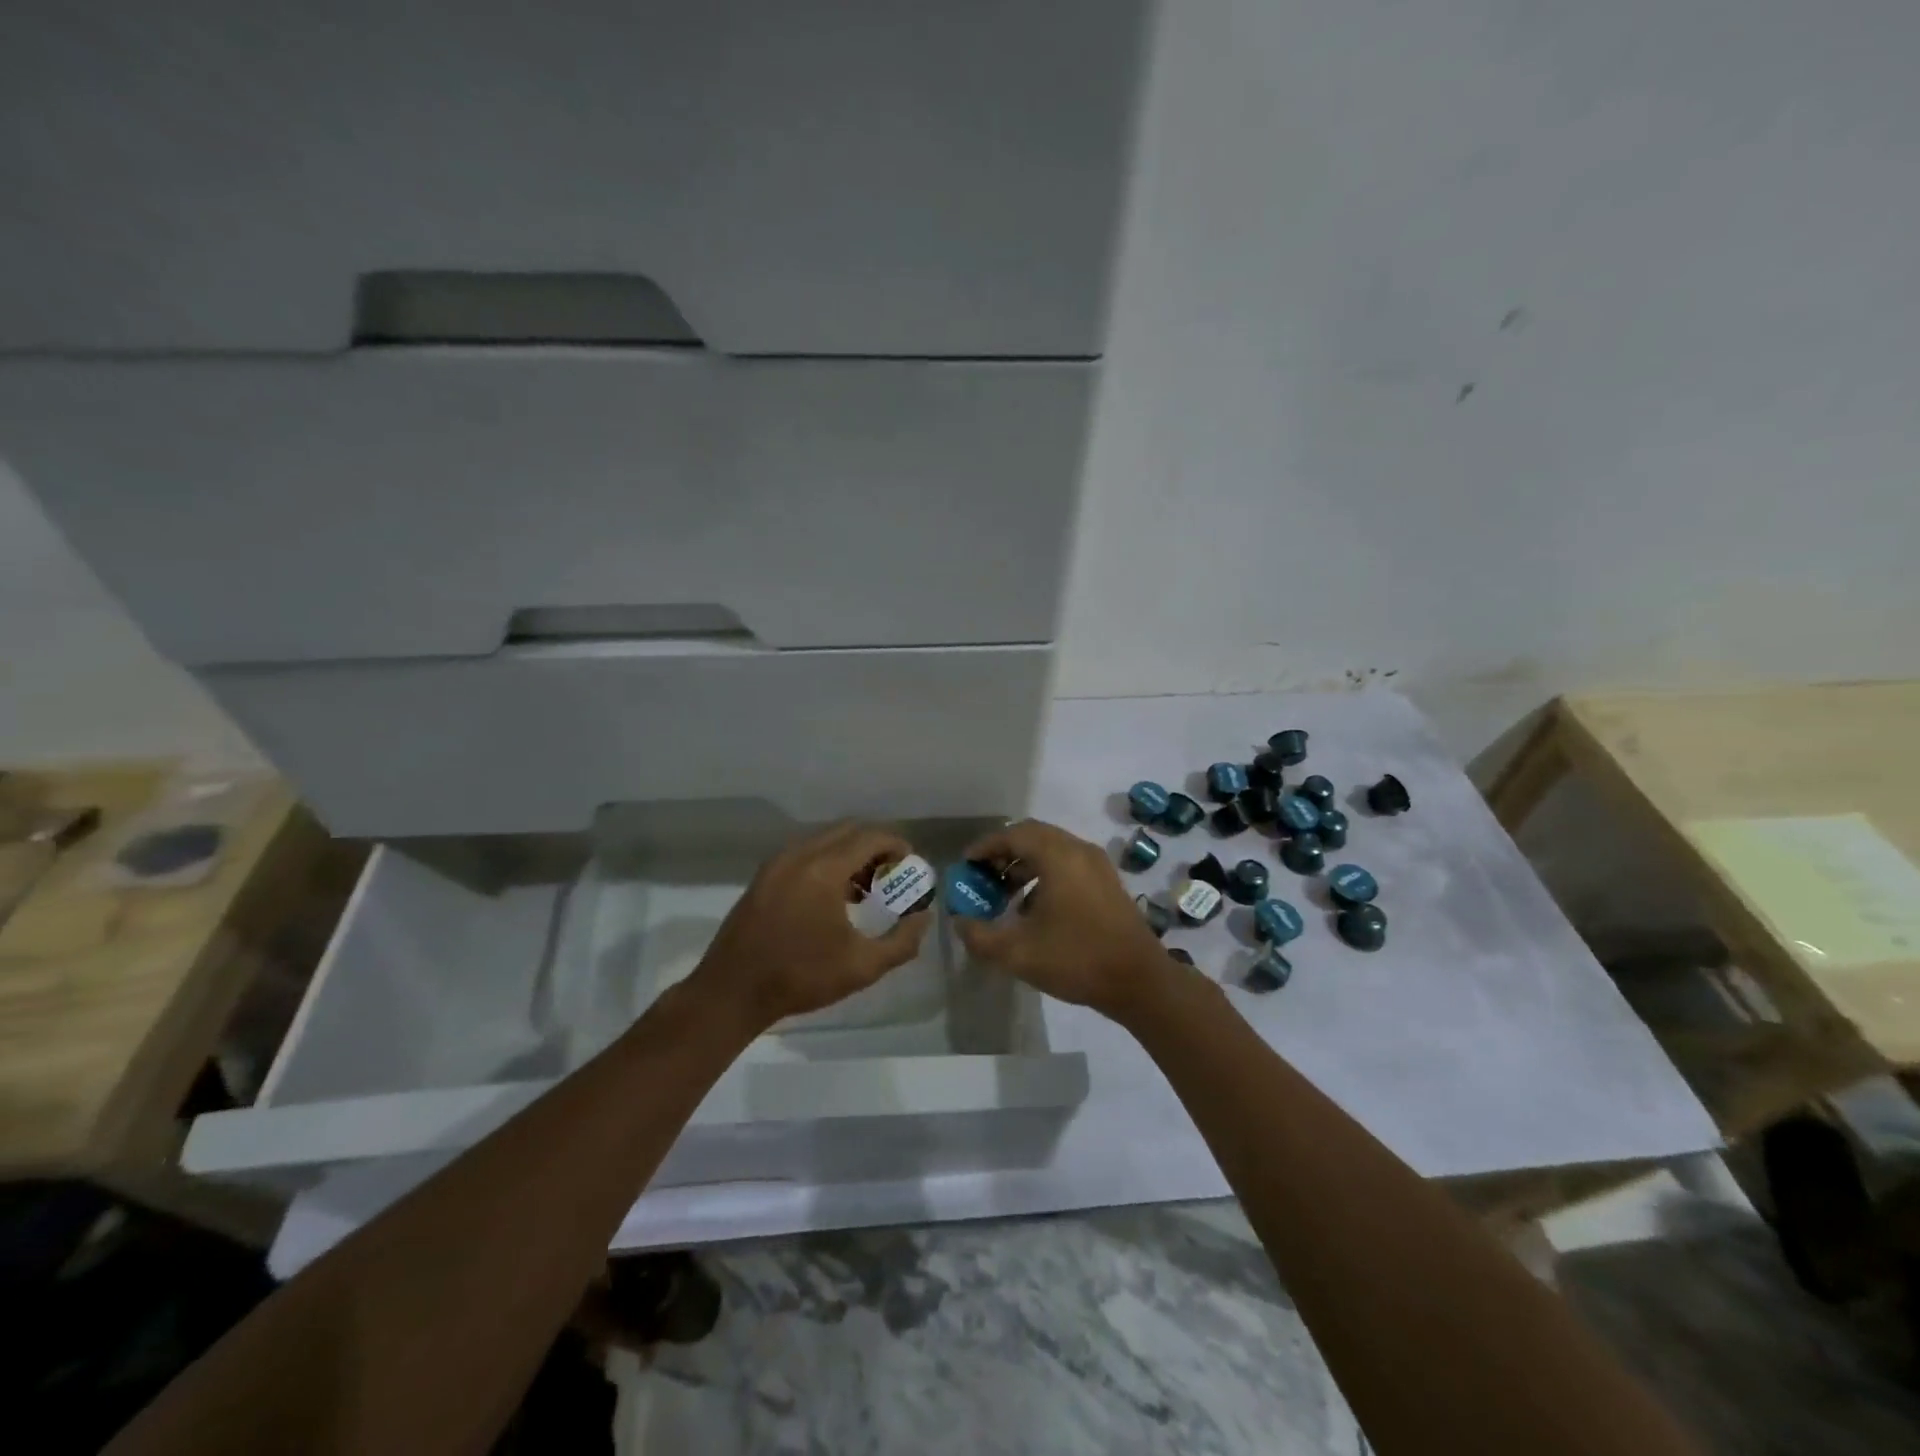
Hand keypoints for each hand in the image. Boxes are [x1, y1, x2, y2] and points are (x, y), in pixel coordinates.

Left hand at [691, 821, 930, 1032]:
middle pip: (848, 831)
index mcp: (824, 869)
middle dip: (875, 846)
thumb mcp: (862, 967)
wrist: (732, 992)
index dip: (896, 845)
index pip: (870, 837)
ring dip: (850, 854)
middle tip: (892, 874)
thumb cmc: (801, 977)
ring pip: (824, 840)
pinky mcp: (763, 876)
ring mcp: (777, 863)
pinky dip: (826, 862)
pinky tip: (833, 898)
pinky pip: (804, 853)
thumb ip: (902, 941)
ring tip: (865, 889)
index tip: (911, 864)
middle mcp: (799, 855)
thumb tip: (923, 917)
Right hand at [952, 819, 1177, 1021]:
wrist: (1140, 982)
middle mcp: (1079, 850)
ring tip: (1003, 895)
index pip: (1013, 834)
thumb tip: (960, 922)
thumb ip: (980, 936)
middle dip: (1004, 854)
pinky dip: (1044, 875)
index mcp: (1058, 856)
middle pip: (1033, 836)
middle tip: (982, 877)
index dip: (985, 847)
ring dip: (1024, 865)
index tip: (966, 865)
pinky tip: (1033, 909)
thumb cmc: (1076, 959)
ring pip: (1052, 851)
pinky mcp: (1107, 882)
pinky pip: (1068, 864)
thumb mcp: (1017, 953)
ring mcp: (1097, 865)